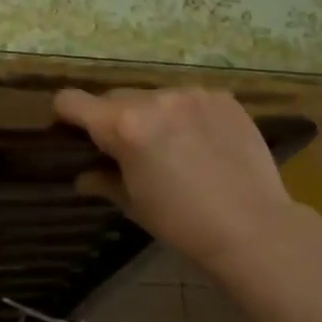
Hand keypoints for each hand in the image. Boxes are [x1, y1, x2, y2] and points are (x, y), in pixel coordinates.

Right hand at [54, 87, 302, 266]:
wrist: (254, 228)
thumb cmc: (182, 223)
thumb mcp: (134, 204)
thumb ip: (103, 180)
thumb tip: (84, 176)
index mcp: (123, 126)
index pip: (72, 101)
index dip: (66, 116)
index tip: (73, 133)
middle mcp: (155, 99)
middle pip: (115, 98)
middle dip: (114, 120)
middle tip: (130, 151)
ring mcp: (192, 94)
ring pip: (154, 96)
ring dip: (153, 115)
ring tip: (174, 147)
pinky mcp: (222, 97)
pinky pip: (189, 99)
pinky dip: (187, 115)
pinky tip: (204, 143)